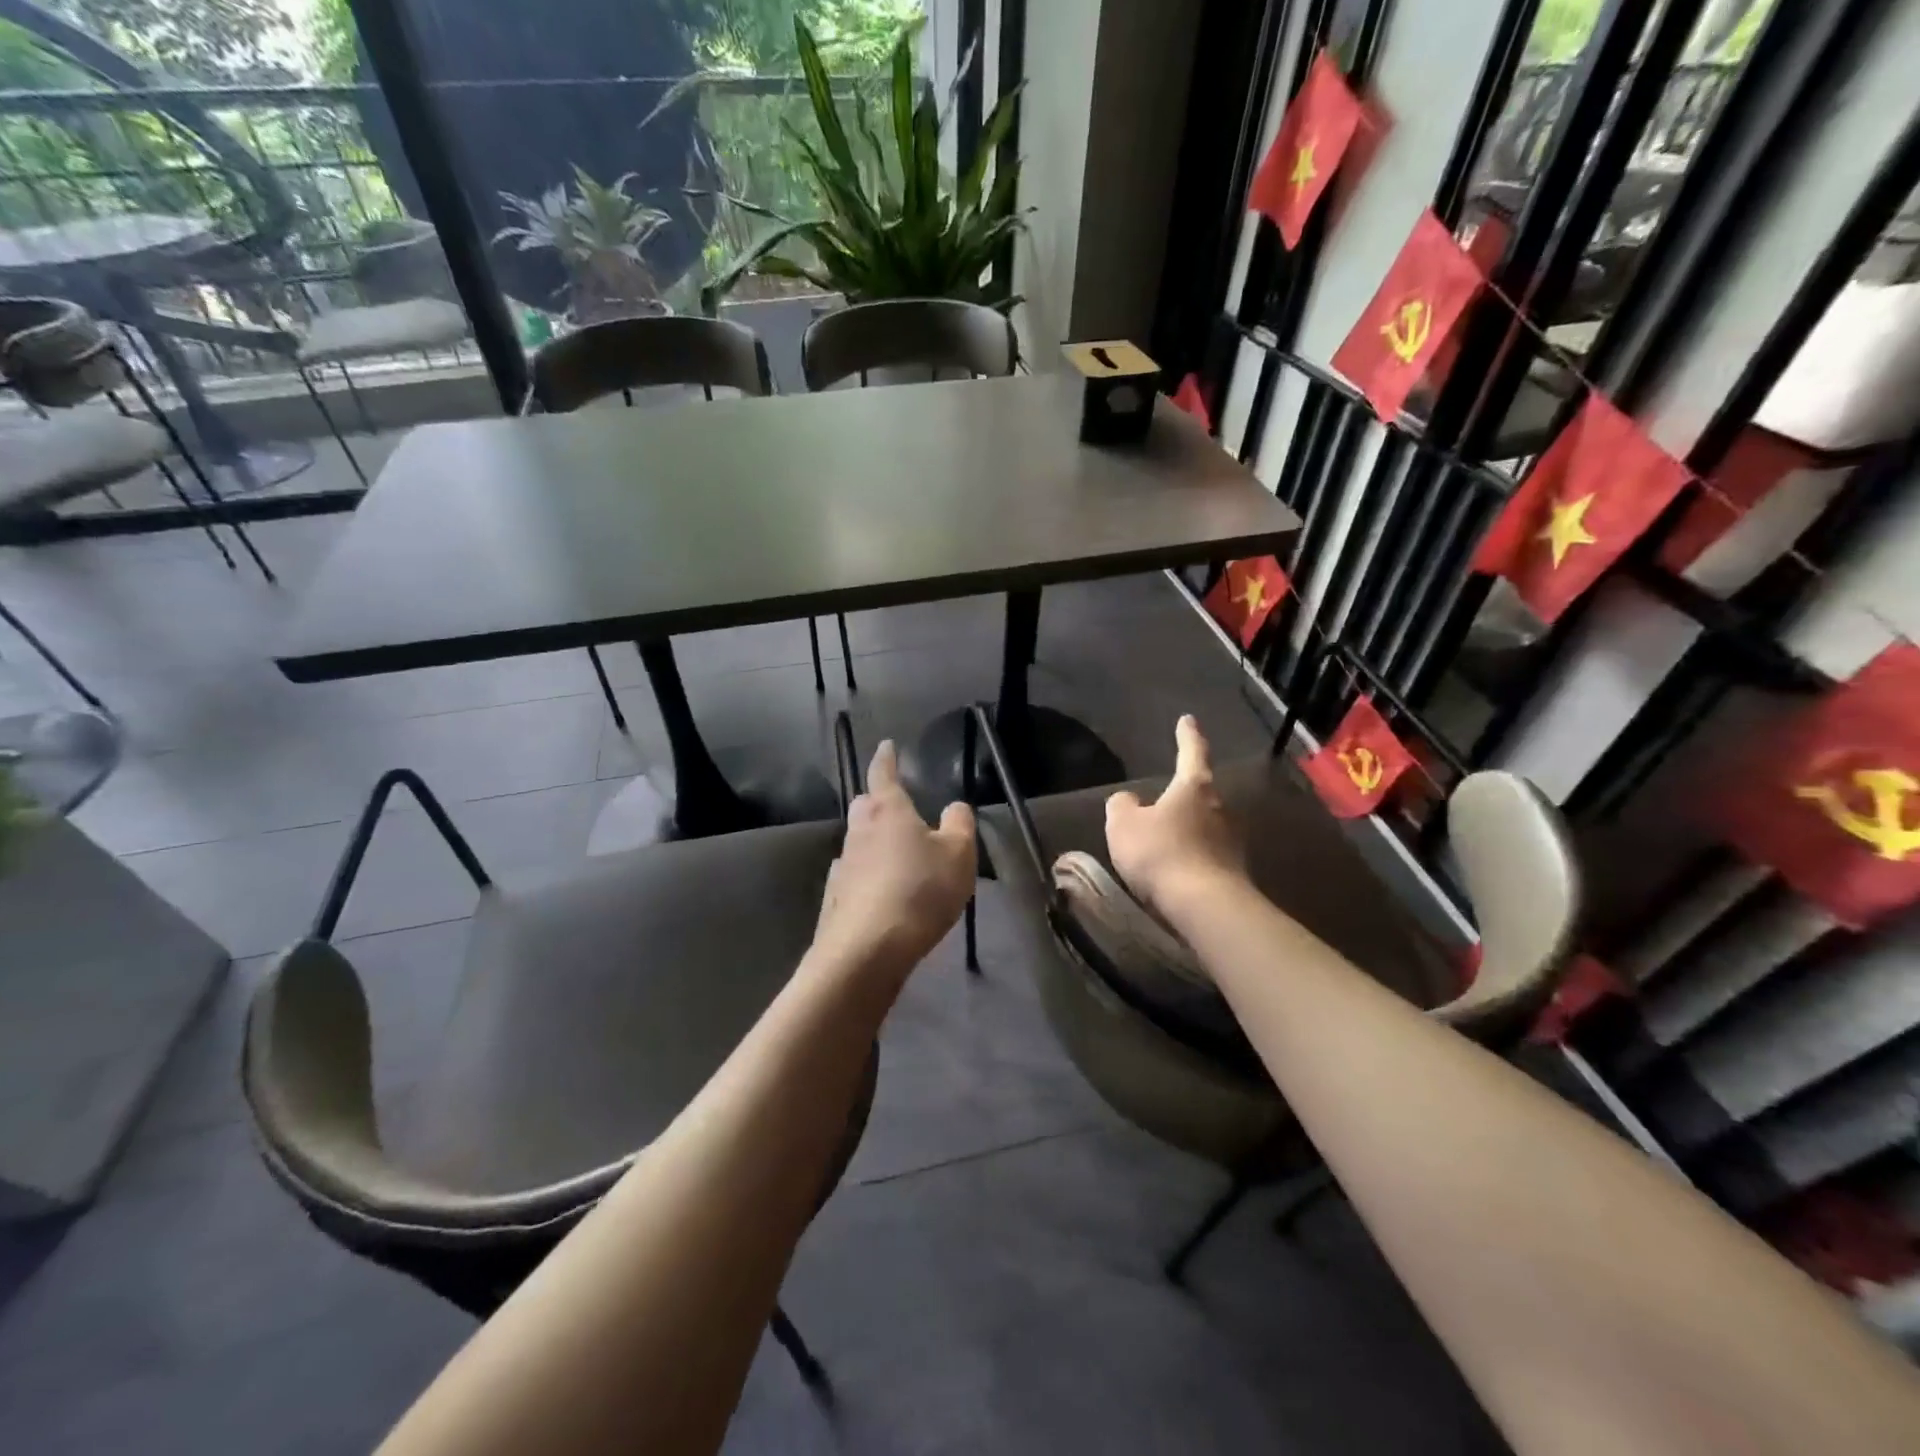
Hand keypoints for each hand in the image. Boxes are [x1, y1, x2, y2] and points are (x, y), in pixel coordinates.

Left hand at [811, 741, 976, 978]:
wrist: (868, 949)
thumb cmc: (920, 891)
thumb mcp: (958, 855)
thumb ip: (959, 824)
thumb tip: (954, 806)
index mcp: (888, 812)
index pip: (884, 774)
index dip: (887, 758)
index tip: (886, 745)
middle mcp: (859, 831)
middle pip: (865, 805)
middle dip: (878, 801)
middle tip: (896, 807)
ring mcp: (843, 864)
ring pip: (857, 840)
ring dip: (873, 841)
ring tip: (896, 855)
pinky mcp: (835, 897)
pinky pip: (852, 874)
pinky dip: (865, 874)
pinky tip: (878, 889)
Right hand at [1105, 716, 1245, 918]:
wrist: (1205, 907)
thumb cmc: (1161, 854)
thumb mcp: (1123, 826)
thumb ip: (1122, 806)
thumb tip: (1129, 800)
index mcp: (1194, 787)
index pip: (1192, 752)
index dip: (1187, 735)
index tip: (1188, 720)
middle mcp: (1220, 807)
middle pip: (1201, 792)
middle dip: (1185, 794)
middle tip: (1164, 799)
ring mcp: (1233, 841)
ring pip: (1206, 825)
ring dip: (1189, 829)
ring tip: (1166, 841)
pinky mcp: (1235, 871)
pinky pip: (1209, 855)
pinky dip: (1193, 857)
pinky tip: (1177, 870)